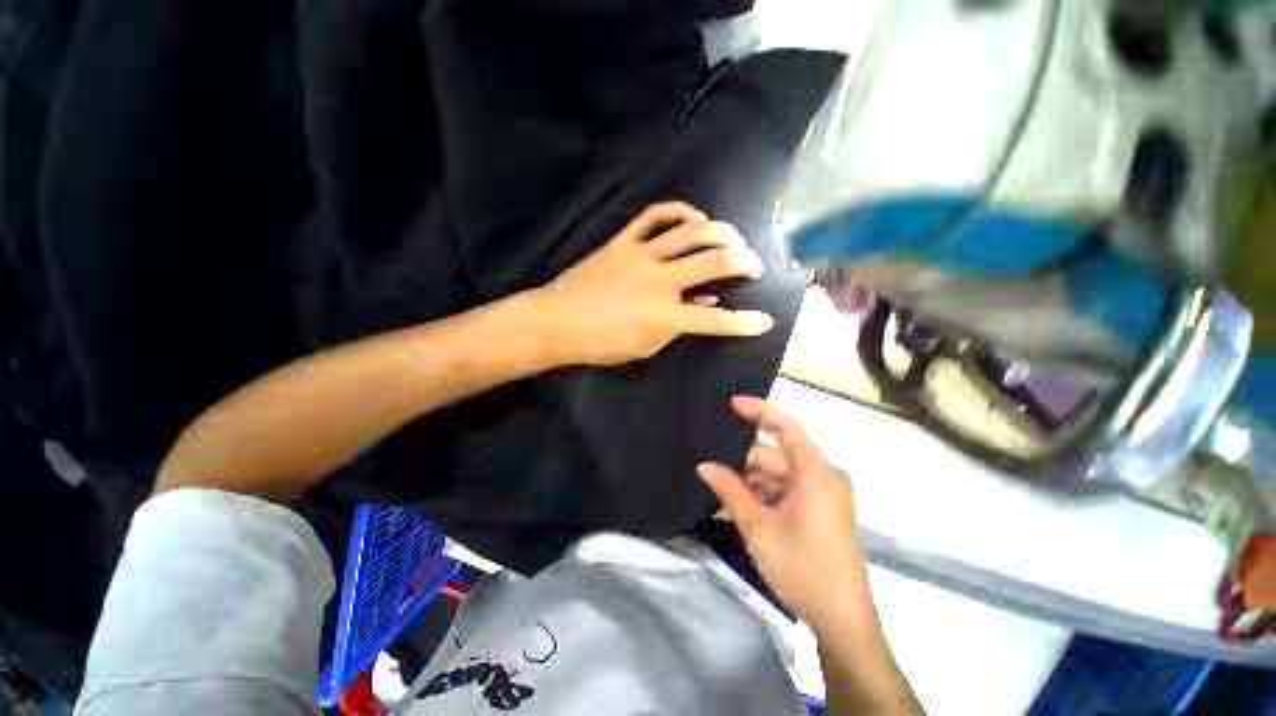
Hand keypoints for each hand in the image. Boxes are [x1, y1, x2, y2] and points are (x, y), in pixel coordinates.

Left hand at [534, 201, 774, 365]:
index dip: (745, 323)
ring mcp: (641, 255)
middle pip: (714, 262)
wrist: (558, 321)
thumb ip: (679, 325)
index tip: (765, 321)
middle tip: (754, 265)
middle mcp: (660, 280)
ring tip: (734, 238)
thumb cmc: (601, 344)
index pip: (717, 321)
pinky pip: (654, 215)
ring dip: (721, 232)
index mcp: (665, 315)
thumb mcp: (646, 345)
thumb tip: (706, 303)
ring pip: (690, 232)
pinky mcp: (623, 241)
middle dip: (744, 262)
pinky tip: (694, 218)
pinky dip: (679, 211)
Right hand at [697, 396, 865, 630]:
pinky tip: (735, 514)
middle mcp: (823, 477)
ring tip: (718, 503)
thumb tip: (704, 466)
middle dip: (743, 467)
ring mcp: (823, 496)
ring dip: (749, 488)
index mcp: (816, 472)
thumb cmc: (802, 566)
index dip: (759, 410)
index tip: (732, 403)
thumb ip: (729, 490)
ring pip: (777, 478)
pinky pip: (786, 494)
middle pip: (775, 458)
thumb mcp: (758, 526)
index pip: (787, 427)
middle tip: (711, 478)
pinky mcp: (821, 513)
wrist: (842, 622)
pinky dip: (762, 500)